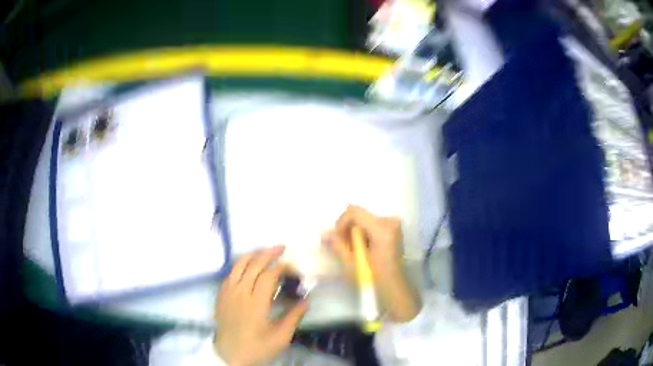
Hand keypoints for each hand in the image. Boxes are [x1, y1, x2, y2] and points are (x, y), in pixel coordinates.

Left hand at [214, 246, 307, 365]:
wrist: (229, 355)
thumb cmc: (256, 347)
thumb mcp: (280, 338)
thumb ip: (293, 317)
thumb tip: (306, 300)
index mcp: (255, 304)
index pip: (268, 276)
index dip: (281, 267)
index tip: (292, 266)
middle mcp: (240, 293)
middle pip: (253, 265)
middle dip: (268, 253)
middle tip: (281, 247)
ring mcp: (227, 293)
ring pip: (238, 265)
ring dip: (253, 255)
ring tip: (265, 251)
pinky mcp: (220, 295)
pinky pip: (230, 273)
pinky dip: (240, 265)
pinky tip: (247, 266)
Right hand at [323, 205, 420, 322]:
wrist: (393, 287)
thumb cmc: (373, 278)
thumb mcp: (352, 264)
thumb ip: (338, 246)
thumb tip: (324, 234)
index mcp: (382, 229)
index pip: (354, 212)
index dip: (341, 223)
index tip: (337, 239)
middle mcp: (390, 222)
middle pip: (360, 216)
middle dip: (347, 229)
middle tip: (343, 247)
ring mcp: (393, 225)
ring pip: (364, 220)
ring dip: (354, 232)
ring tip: (352, 250)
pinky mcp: (393, 231)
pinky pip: (372, 225)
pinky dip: (363, 234)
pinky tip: (361, 248)